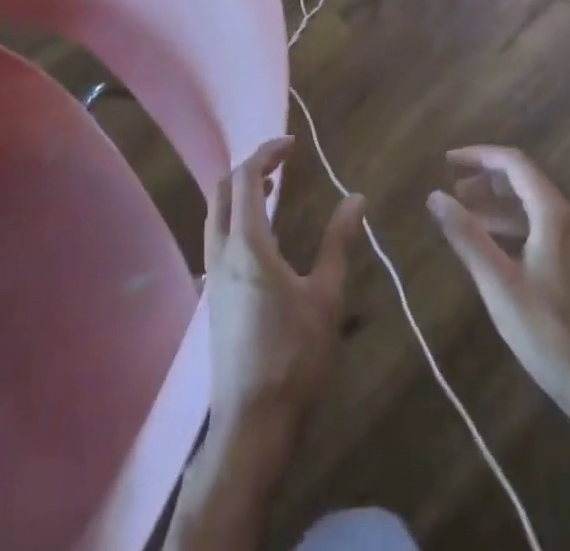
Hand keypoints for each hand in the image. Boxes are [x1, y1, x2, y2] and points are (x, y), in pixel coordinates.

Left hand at [204, 137, 365, 438]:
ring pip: (216, 213)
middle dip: (251, 167)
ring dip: (241, 191)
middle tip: (283, 163)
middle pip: (223, 189)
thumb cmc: (292, 358)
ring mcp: (212, 276)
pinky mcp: (213, 297)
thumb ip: (338, 242)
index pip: (247, 177)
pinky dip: (236, 216)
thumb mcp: (325, 297)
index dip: (267, 153)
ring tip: (275, 190)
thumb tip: (356, 198)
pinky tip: (263, 236)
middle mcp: (221, 252)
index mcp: (246, 245)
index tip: (292, 144)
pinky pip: (217, 236)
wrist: (250, 426)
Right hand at [427, 145, 569, 413]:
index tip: (447, 161)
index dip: (479, 156)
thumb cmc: (548, 332)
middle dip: (486, 178)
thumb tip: (435, 195)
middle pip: (523, 180)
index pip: (514, 163)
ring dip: (496, 203)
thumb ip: (466, 235)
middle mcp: (567, 219)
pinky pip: (538, 227)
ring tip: (463, 214)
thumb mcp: (498, 283)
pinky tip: (490, 246)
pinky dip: (510, 225)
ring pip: (530, 205)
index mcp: (552, 214)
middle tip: (452, 188)